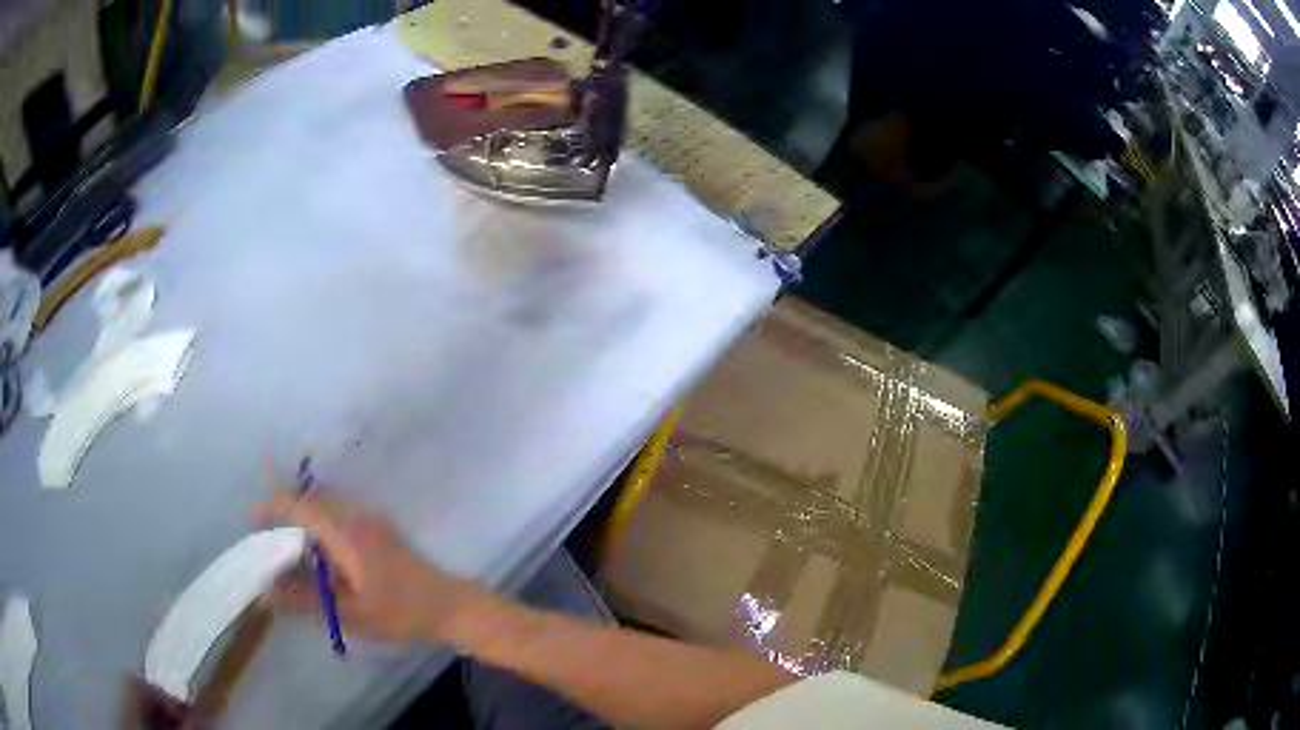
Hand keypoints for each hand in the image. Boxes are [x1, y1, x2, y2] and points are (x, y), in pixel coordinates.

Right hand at [252, 490, 489, 645]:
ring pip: (325, 508)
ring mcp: (369, 519)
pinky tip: (315, 554)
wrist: (449, 606)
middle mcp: (356, 517)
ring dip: (302, 519)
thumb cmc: (400, 612)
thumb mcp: (349, 613)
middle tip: (266, 538)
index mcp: (346, 533)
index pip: (301, 506)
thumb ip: (305, 601)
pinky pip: (339, 516)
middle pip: (310, 502)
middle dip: (284, 513)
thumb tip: (267, 593)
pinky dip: (319, 526)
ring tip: (285, 548)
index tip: (254, 520)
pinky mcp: (377, 528)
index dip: (274, 507)